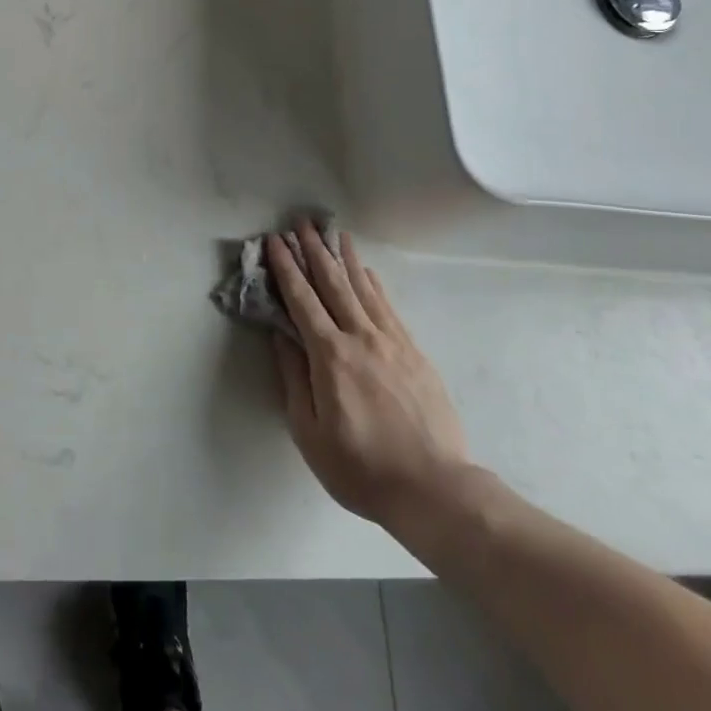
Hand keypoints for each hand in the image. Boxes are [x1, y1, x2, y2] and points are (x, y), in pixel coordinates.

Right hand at [268, 223, 472, 536]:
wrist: (434, 488)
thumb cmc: (362, 468)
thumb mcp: (310, 433)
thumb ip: (294, 379)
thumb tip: (280, 337)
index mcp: (330, 356)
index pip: (302, 301)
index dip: (286, 268)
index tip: (276, 241)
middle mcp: (360, 338)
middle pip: (333, 284)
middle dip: (314, 251)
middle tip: (301, 222)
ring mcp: (391, 342)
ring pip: (363, 288)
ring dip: (344, 258)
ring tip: (333, 232)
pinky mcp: (414, 352)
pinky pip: (388, 307)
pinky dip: (374, 284)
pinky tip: (367, 271)